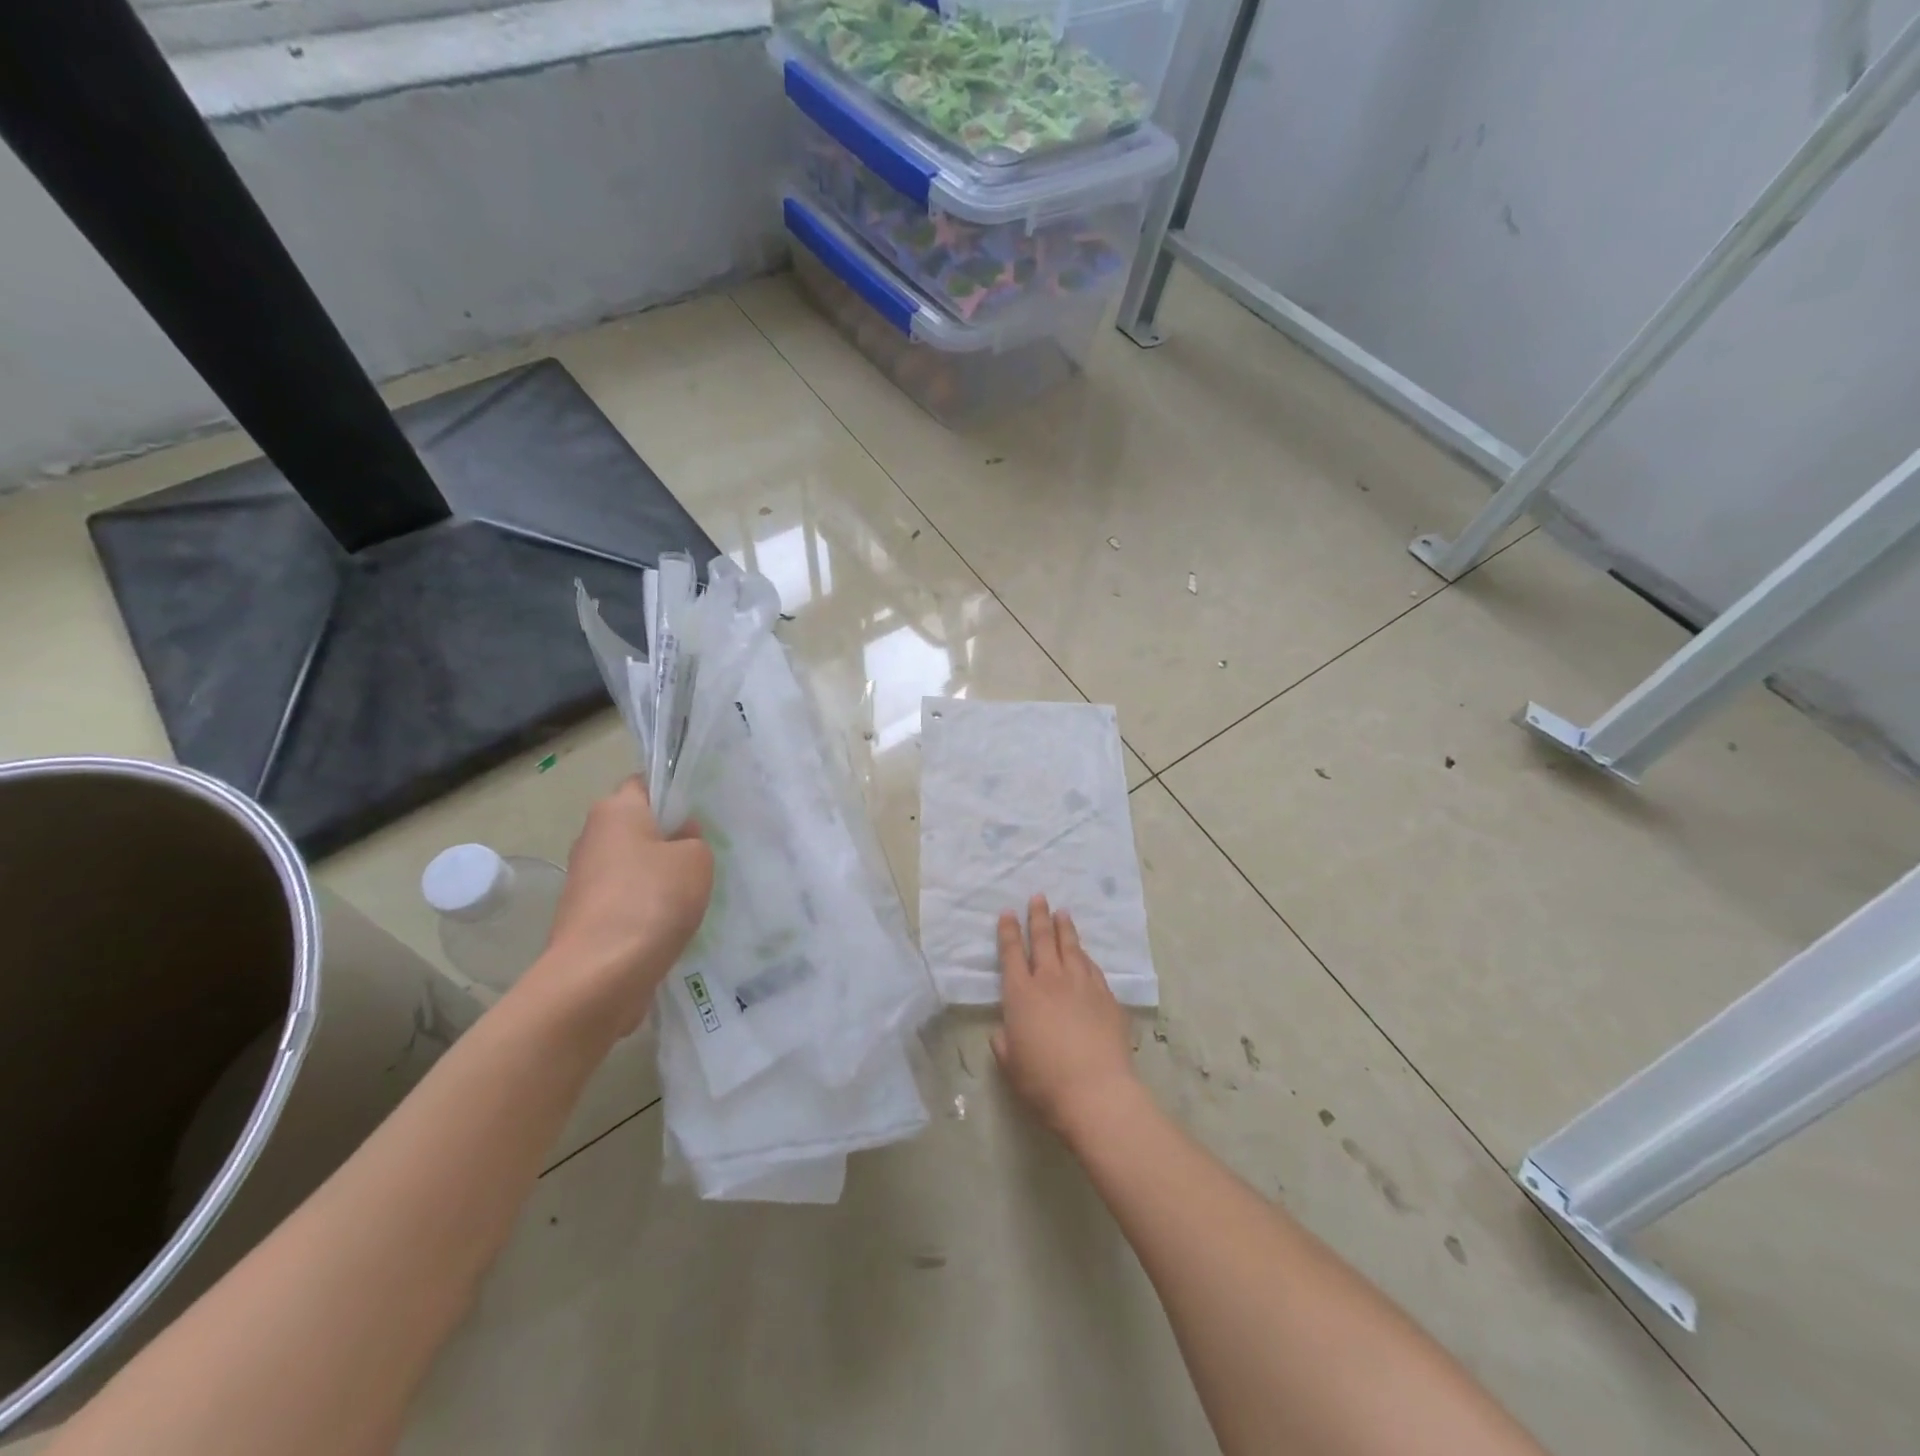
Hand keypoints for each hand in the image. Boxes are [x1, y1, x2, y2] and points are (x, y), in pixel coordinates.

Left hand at [528, 776, 712, 1035]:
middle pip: (639, 826)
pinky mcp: (586, 917)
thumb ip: (695, 840)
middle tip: (709, 851)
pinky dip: (649, 906)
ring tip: (698, 890)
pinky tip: (675, 921)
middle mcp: (593, 837)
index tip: (704, 811)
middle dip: (671, 837)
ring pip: (634, 865)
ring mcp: (586, 880)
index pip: (646, 783)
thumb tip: (679, 840)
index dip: (675, 791)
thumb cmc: (652, 900)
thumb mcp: (697, 859)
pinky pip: (627, 899)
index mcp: (615, 810)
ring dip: (661, 876)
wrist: (600, 975)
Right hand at [991, 894, 1140, 1136]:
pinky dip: (1085, 957)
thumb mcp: (1011, 1064)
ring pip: (1072, 948)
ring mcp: (1082, 985)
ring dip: (1065, 929)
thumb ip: (1005, 1042)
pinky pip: (1093, 968)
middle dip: (1039, 916)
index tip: (1008, 912)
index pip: (1012, 953)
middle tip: (1038, 897)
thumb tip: (1005, 1031)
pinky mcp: (1106, 997)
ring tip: (1063, 913)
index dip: (1009, 931)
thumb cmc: (1044, 1081)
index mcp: (1021, 994)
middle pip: (1044, 940)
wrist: (1096, 1091)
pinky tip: (1085, 954)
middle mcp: (1051, 981)